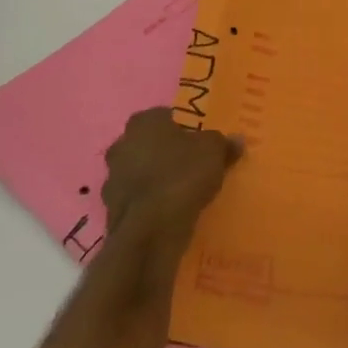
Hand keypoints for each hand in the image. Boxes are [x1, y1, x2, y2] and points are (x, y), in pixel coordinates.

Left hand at [101, 108, 241, 240]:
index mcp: (143, 123)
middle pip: (146, 144)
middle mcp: (121, 146)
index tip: (196, 140)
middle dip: (163, 152)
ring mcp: (111, 180)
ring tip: (179, 191)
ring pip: (137, 173)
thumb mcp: (214, 152)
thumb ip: (224, 143)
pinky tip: (168, 212)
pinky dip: (148, 204)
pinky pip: (135, 201)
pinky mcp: (111, 212)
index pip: (162, 116)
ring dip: (153, 179)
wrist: (151, 230)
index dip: (180, 127)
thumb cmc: (182, 175)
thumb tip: (236, 140)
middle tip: (188, 163)